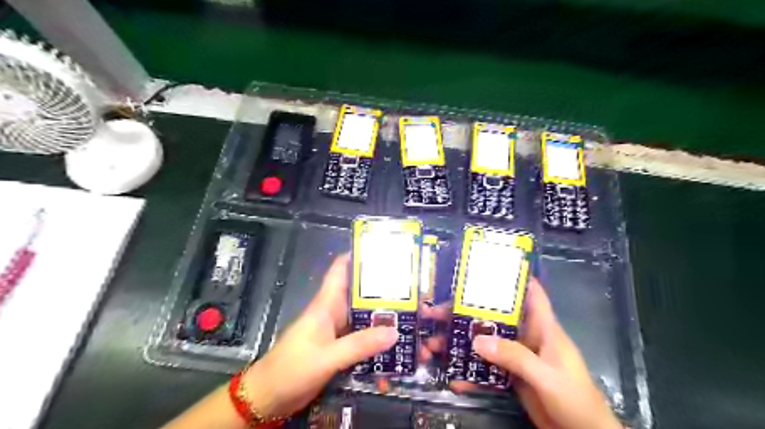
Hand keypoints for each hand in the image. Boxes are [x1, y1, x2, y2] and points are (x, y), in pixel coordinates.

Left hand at [243, 255, 399, 417]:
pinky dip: (376, 336)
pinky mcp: (338, 347)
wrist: (269, 397)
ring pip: (363, 315)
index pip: (341, 269)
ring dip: (382, 315)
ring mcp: (336, 330)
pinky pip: (361, 336)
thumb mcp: (327, 356)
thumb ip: (359, 345)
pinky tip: (394, 341)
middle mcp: (333, 312)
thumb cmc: (292, 368)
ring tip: (411, 313)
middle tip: (411, 288)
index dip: (359, 256)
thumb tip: (395, 332)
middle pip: (360, 293)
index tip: (385, 252)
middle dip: (383, 289)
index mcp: (326, 303)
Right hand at [452, 278, 620, 427]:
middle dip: (466, 313)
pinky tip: (455, 379)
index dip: (512, 278)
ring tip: (434, 345)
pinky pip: (487, 367)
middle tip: (436, 312)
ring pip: (486, 341)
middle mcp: (527, 337)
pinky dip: (471, 371)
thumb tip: (477, 340)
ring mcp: (518, 356)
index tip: (483, 269)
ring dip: (462, 343)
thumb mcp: (546, 375)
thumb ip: (515, 357)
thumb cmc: (575, 399)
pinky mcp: (512, 375)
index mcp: (543, 328)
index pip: (531, 293)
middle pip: (494, 317)